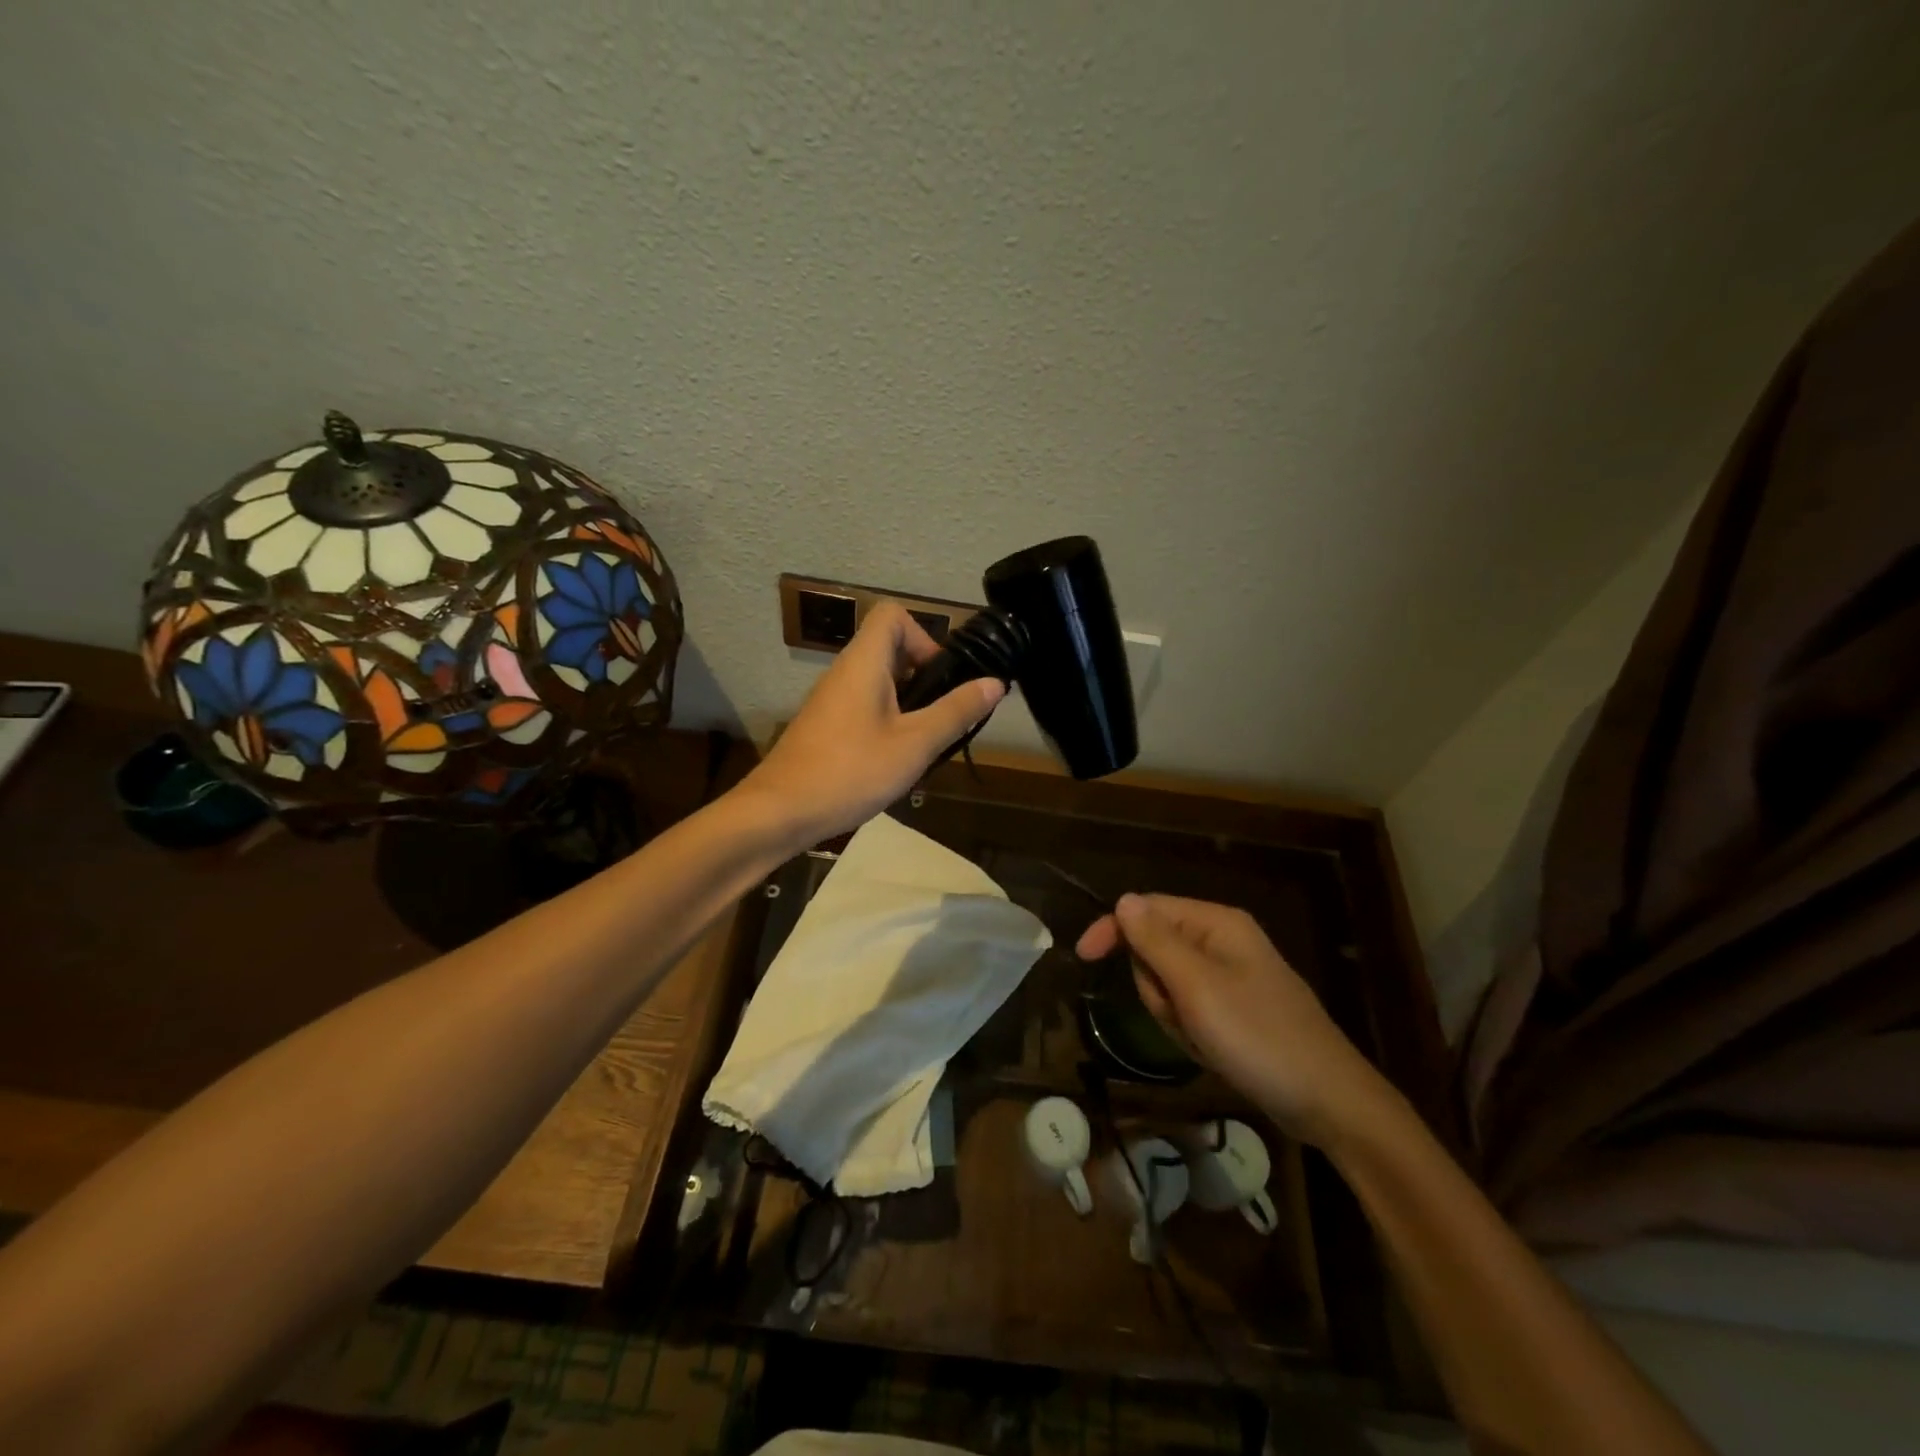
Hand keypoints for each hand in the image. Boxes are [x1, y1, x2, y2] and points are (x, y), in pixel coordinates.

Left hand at [742, 601, 1004, 846]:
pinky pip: (865, 709)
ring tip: (922, 747)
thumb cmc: (851, 771)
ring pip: (880, 684)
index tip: (940, 679)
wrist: (779, 812)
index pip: (893, 615)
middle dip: (924, 679)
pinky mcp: (825, 727)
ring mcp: (831, 701)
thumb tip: (995, 682)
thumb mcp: (915, 744)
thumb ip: (956, 712)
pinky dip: (887, 725)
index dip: (924, 637)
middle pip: (890, 650)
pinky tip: (893, 765)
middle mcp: (844, 672)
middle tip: (940, 719)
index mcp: (864, 663)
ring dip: (908, 707)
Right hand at [1076, 894, 1398, 1145]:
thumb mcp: (1197, 988)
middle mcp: (1223, 941)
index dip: (1113, 929)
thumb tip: (1122, 899)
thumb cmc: (1259, 1037)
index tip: (1083, 958)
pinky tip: (1215, 1051)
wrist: (1329, 1101)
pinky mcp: (1236, 1008)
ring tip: (1204, 1039)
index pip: (1147, 909)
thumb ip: (1155, 941)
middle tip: (1183, 1016)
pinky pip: (1190, 1008)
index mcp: (1217, 924)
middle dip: (1156, 988)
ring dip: (1173, 1015)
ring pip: (1168, 984)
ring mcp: (1232, 976)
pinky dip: (1191, 1031)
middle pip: (1155, 949)